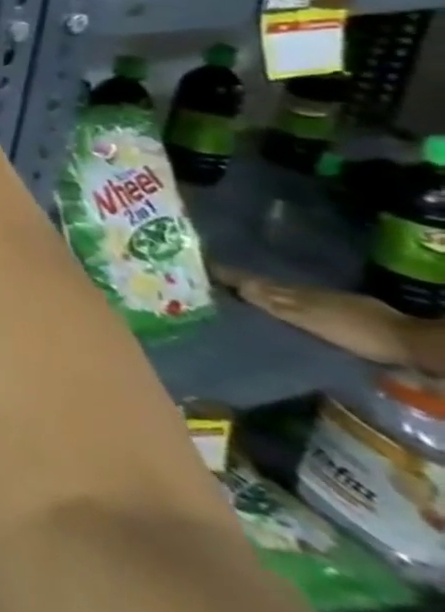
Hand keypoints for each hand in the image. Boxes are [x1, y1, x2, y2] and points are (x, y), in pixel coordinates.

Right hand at [212, 265, 414, 365]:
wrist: (408, 343)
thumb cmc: (354, 330)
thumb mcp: (310, 317)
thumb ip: (274, 302)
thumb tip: (234, 284)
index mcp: (294, 293)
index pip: (253, 282)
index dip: (230, 276)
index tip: (203, 268)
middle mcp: (304, 294)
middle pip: (266, 287)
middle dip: (241, 283)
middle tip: (214, 279)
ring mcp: (323, 304)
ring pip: (282, 295)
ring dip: (260, 293)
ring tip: (238, 293)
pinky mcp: (337, 316)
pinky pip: (299, 306)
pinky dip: (282, 305)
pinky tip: (279, 310)